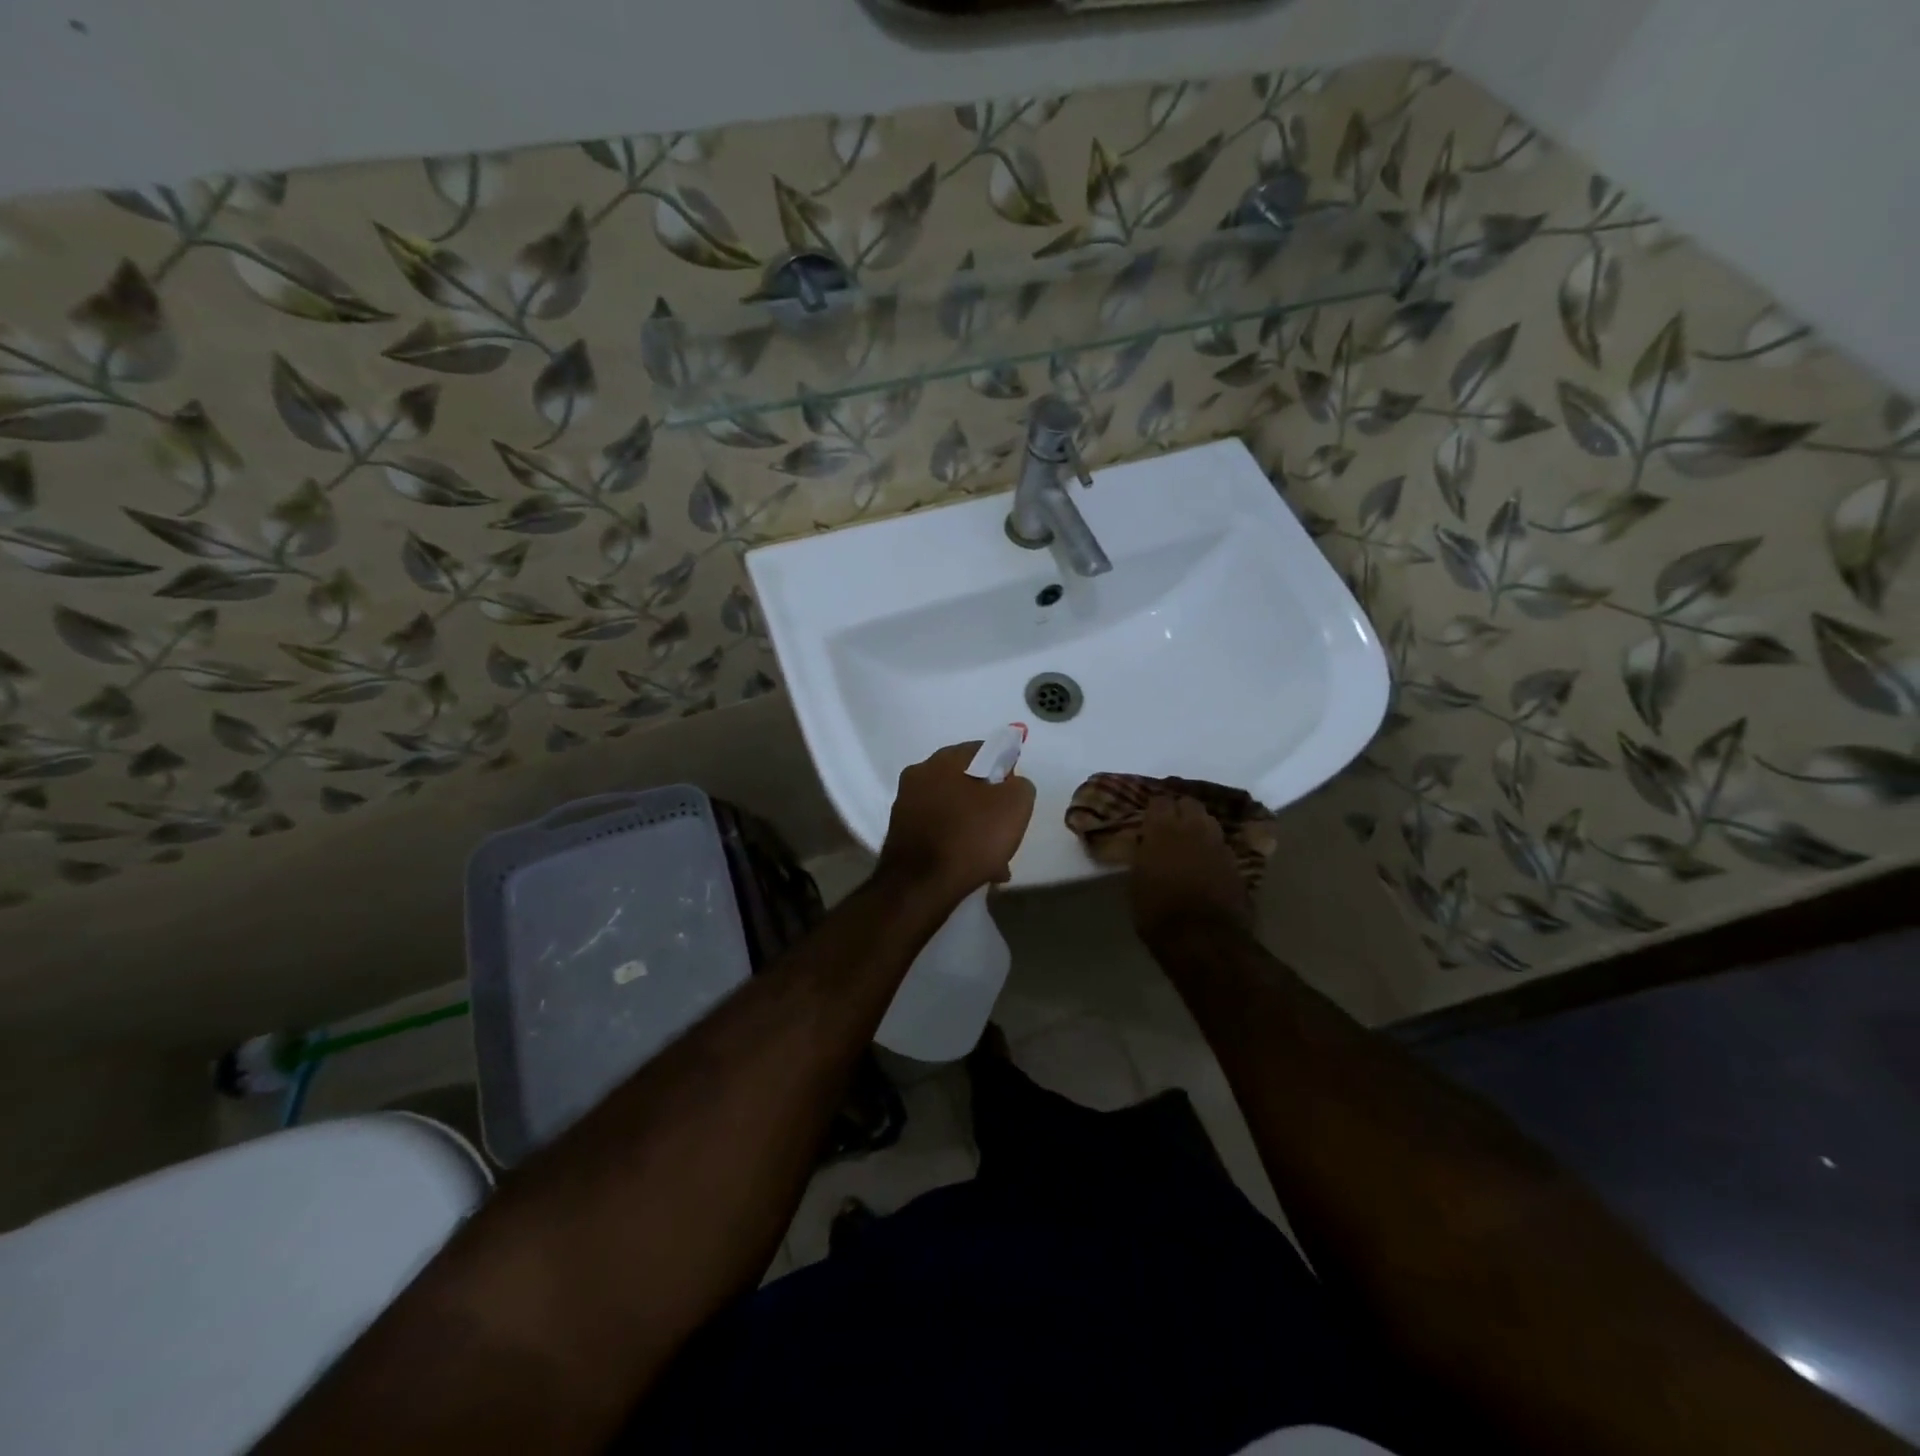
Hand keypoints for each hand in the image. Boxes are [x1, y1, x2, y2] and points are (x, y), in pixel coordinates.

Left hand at [878, 742, 1036, 903]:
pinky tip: (973, 868)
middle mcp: (920, 774)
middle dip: (988, 803)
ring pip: (953, 810)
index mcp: (945, 759)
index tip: (1014, 796)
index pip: (984, 750)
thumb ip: (1020, 785)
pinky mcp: (901, 833)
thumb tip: (1011, 784)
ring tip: (993, 859)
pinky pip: (939, 831)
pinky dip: (956, 844)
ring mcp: (906, 804)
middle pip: (966, 782)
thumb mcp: (1015, 805)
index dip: (1005, 769)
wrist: (920, 886)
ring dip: (974, 828)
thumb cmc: (971, 837)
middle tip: (1005, 829)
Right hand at [1128, 795, 1253, 942]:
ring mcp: (1218, 844)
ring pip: (1209, 821)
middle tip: (1170, 825)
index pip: (1159, 801)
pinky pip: (1221, 845)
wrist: (1204, 939)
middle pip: (1189, 803)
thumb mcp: (1136, 883)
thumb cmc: (1158, 913)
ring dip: (1199, 826)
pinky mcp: (1236, 863)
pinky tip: (1206, 862)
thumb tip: (1145, 845)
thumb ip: (1143, 856)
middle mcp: (1193, 829)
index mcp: (1162, 830)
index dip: (1155, 808)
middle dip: (1180, 810)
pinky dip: (1213, 849)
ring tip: (1190, 841)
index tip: (1149, 817)